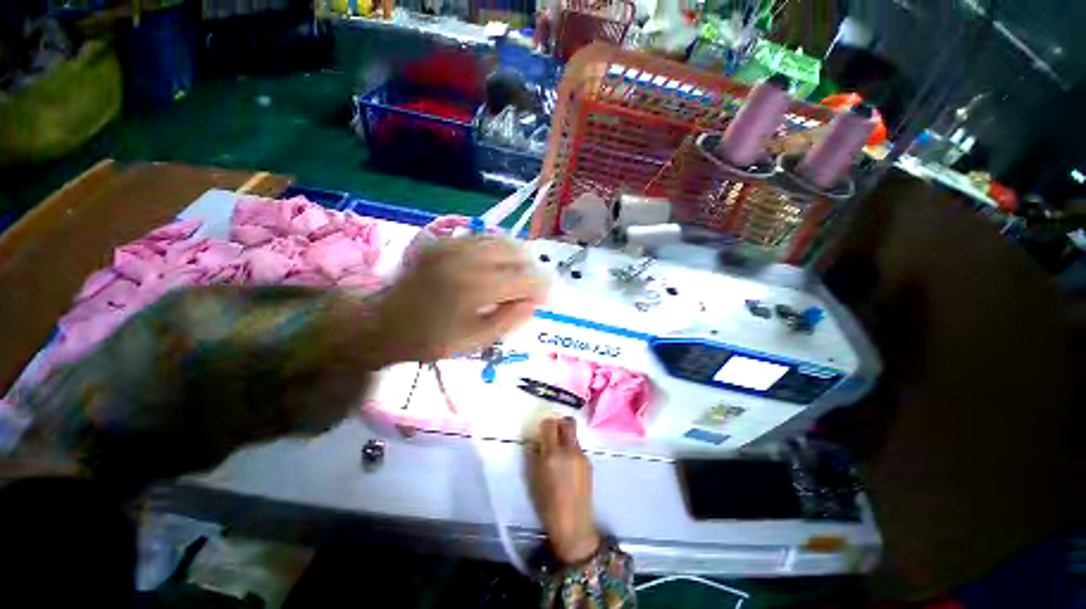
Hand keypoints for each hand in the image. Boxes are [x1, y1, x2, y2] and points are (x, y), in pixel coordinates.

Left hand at [375, 237, 547, 363]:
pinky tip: (495, 262)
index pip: (523, 279)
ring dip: (516, 255)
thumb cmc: (431, 340)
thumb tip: (536, 303)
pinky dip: (496, 248)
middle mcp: (466, 260)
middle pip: (515, 252)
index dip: (542, 286)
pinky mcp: (442, 242)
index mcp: (474, 288)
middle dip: (531, 268)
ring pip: (499, 240)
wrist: (383, 324)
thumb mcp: (475, 341)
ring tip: (518, 273)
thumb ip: (509, 320)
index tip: (548, 296)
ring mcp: (452, 246)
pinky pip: (480, 237)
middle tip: (532, 285)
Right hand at [527, 417, 600, 563]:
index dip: (546, 423)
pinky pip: (578, 448)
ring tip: (559, 452)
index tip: (542, 429)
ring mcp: (582, 456)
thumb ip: (533, 455)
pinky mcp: (589, 463)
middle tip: (553, 431)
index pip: (551, 424)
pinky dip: (571, 449)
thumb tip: (535, 442)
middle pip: (569, 422)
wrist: (573, 524)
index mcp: (553, 454)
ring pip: (574, 435)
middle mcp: (570, 450)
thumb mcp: (533, 479)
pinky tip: (567, 465)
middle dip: (560, 422)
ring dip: (566, 436)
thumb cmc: (547, 504)